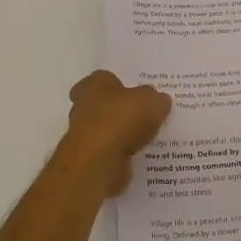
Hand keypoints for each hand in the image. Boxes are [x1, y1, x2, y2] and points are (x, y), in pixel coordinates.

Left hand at [53, 70, 172, 197]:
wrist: (99, 161)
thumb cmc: (122, 120)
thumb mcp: (152, 101)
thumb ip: (156, 99)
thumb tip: (158, 100)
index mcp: (94, 84)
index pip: (103, 78)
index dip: (119, 84)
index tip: (135, 93)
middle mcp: (82, 106)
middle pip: (101, 104)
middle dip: (118, 110)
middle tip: (143, 116)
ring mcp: (82, 134)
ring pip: (104, 130)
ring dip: (119, 134)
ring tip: (145, 139)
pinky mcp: (87, 158)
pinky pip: (107, 152)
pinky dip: (119, 154)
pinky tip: (138, 157)